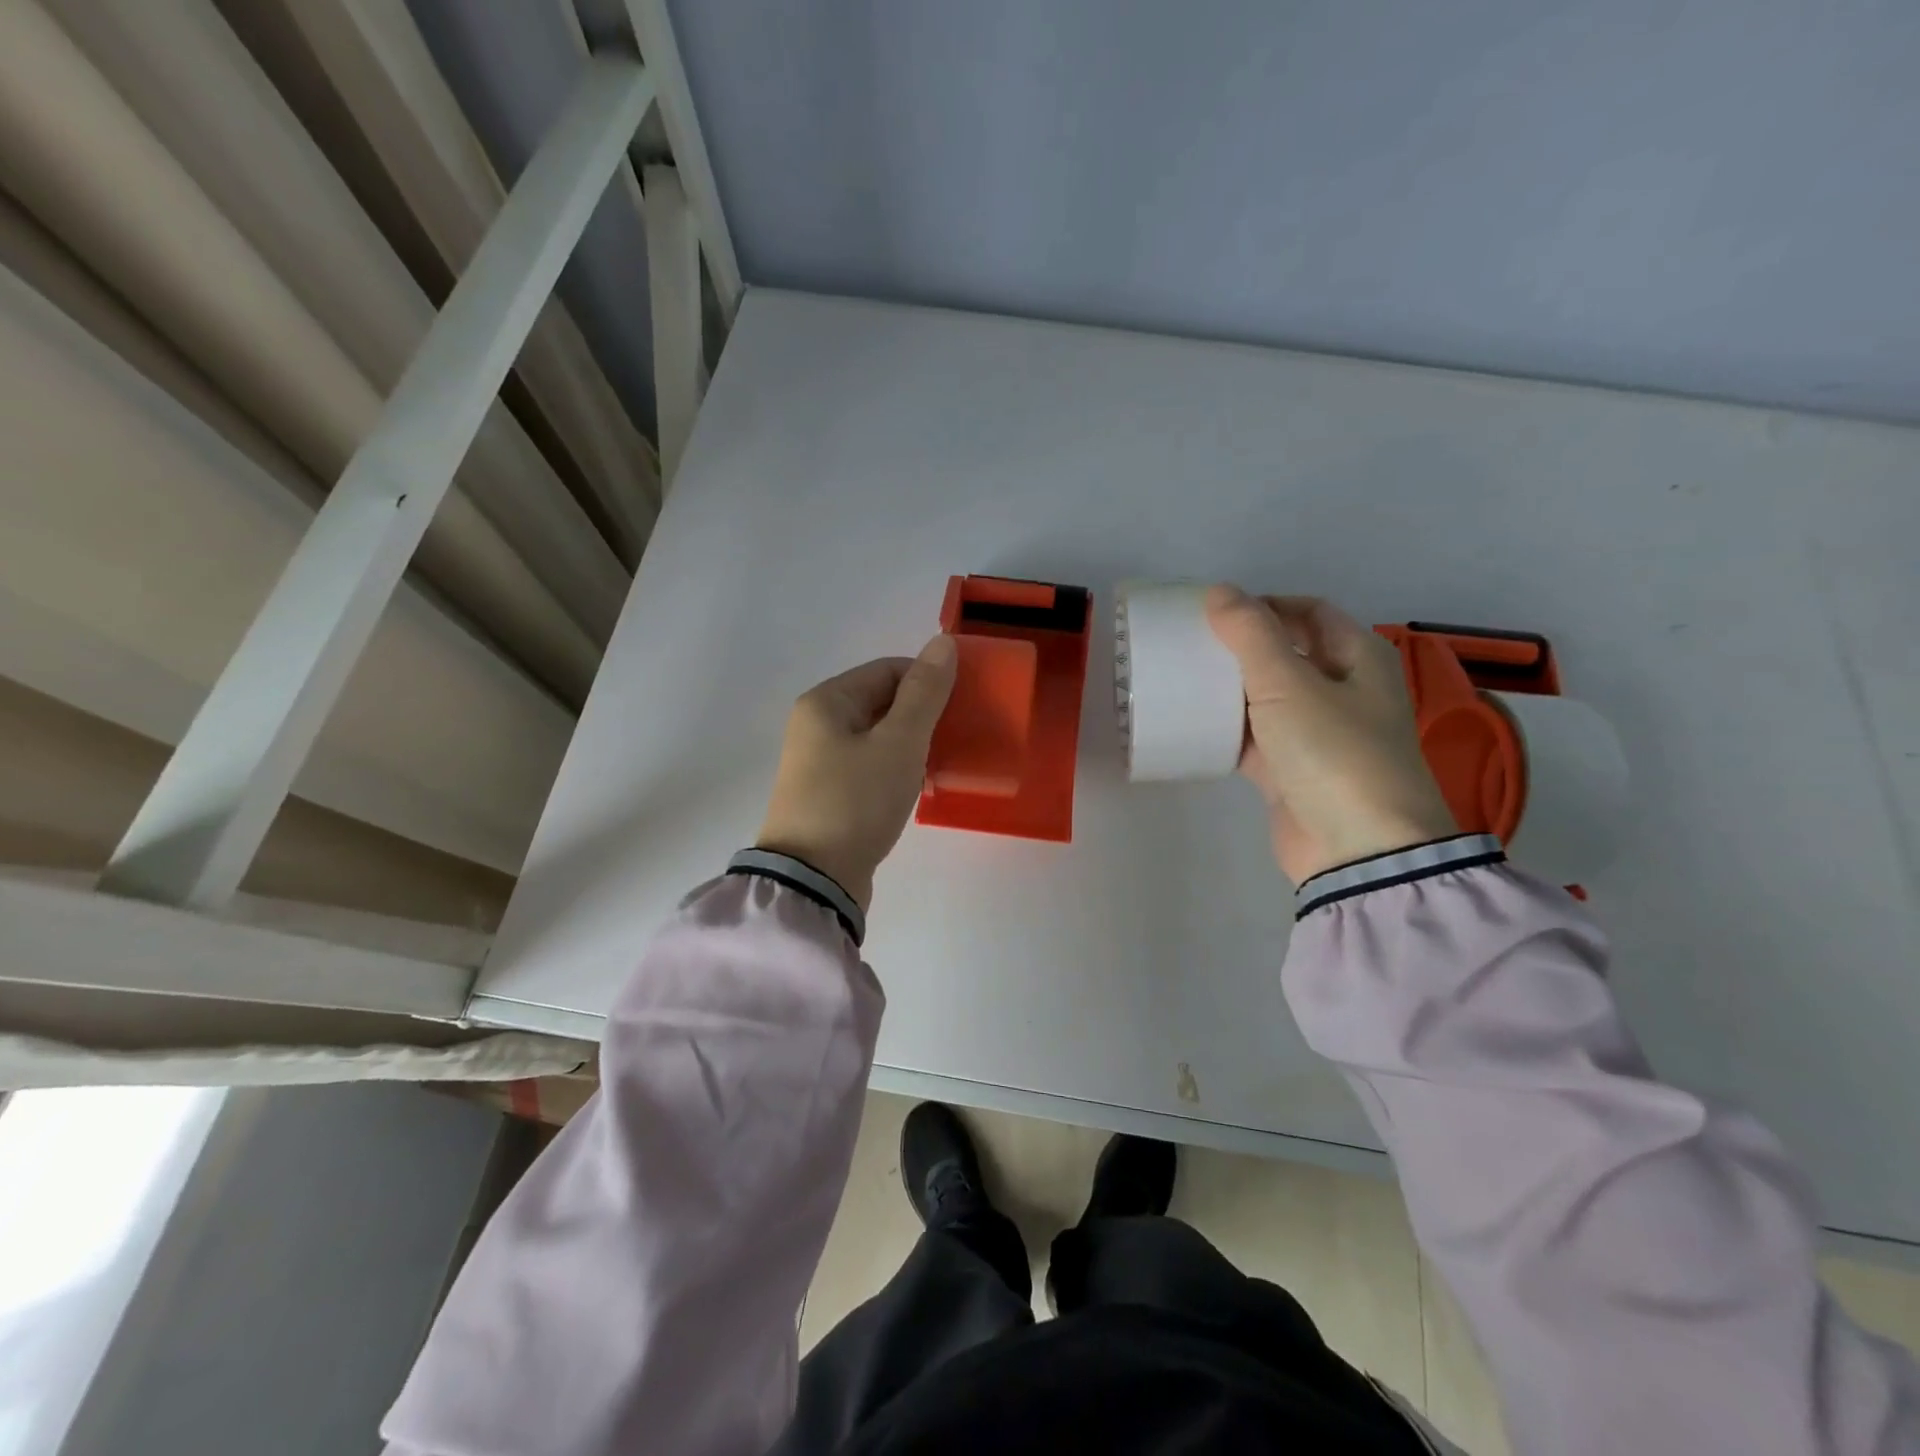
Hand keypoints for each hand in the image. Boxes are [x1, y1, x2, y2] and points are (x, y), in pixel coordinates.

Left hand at [756, 635, 958, 912]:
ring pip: (878, 736)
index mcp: (827, 702)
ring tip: (945, 760)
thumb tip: (944, 642)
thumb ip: (925, 693)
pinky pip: (870, 765)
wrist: (813, 880)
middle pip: (881, 701)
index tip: (964, 704)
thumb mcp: (899, 742)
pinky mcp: (829, 794)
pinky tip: (918, 784)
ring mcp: (819, 762)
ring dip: (912, 742)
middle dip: (923, 713)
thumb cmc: (856, 800)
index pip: (888, 669)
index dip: (929, 680)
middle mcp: (817, 725)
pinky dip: (897, 767)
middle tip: (960, 734)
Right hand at [1205, 585, 1457, 883]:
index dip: (1264, 604)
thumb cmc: (1333, 751)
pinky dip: (1228, 731)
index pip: (1309, 611)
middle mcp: (1344, 690)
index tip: (1213, 612)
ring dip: (1230, 689)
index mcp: (1358, 657)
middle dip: (1240, 647)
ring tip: (1182, 679)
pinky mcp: (1294, 771)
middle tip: (1191, 645)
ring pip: (1267, 698)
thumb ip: (1250, 633)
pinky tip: (1192, 725)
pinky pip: (1256, 739)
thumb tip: (1220, 591)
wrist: (1357, 849)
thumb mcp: (1288, 683)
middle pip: (1286, 653)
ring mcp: (1319, 734)